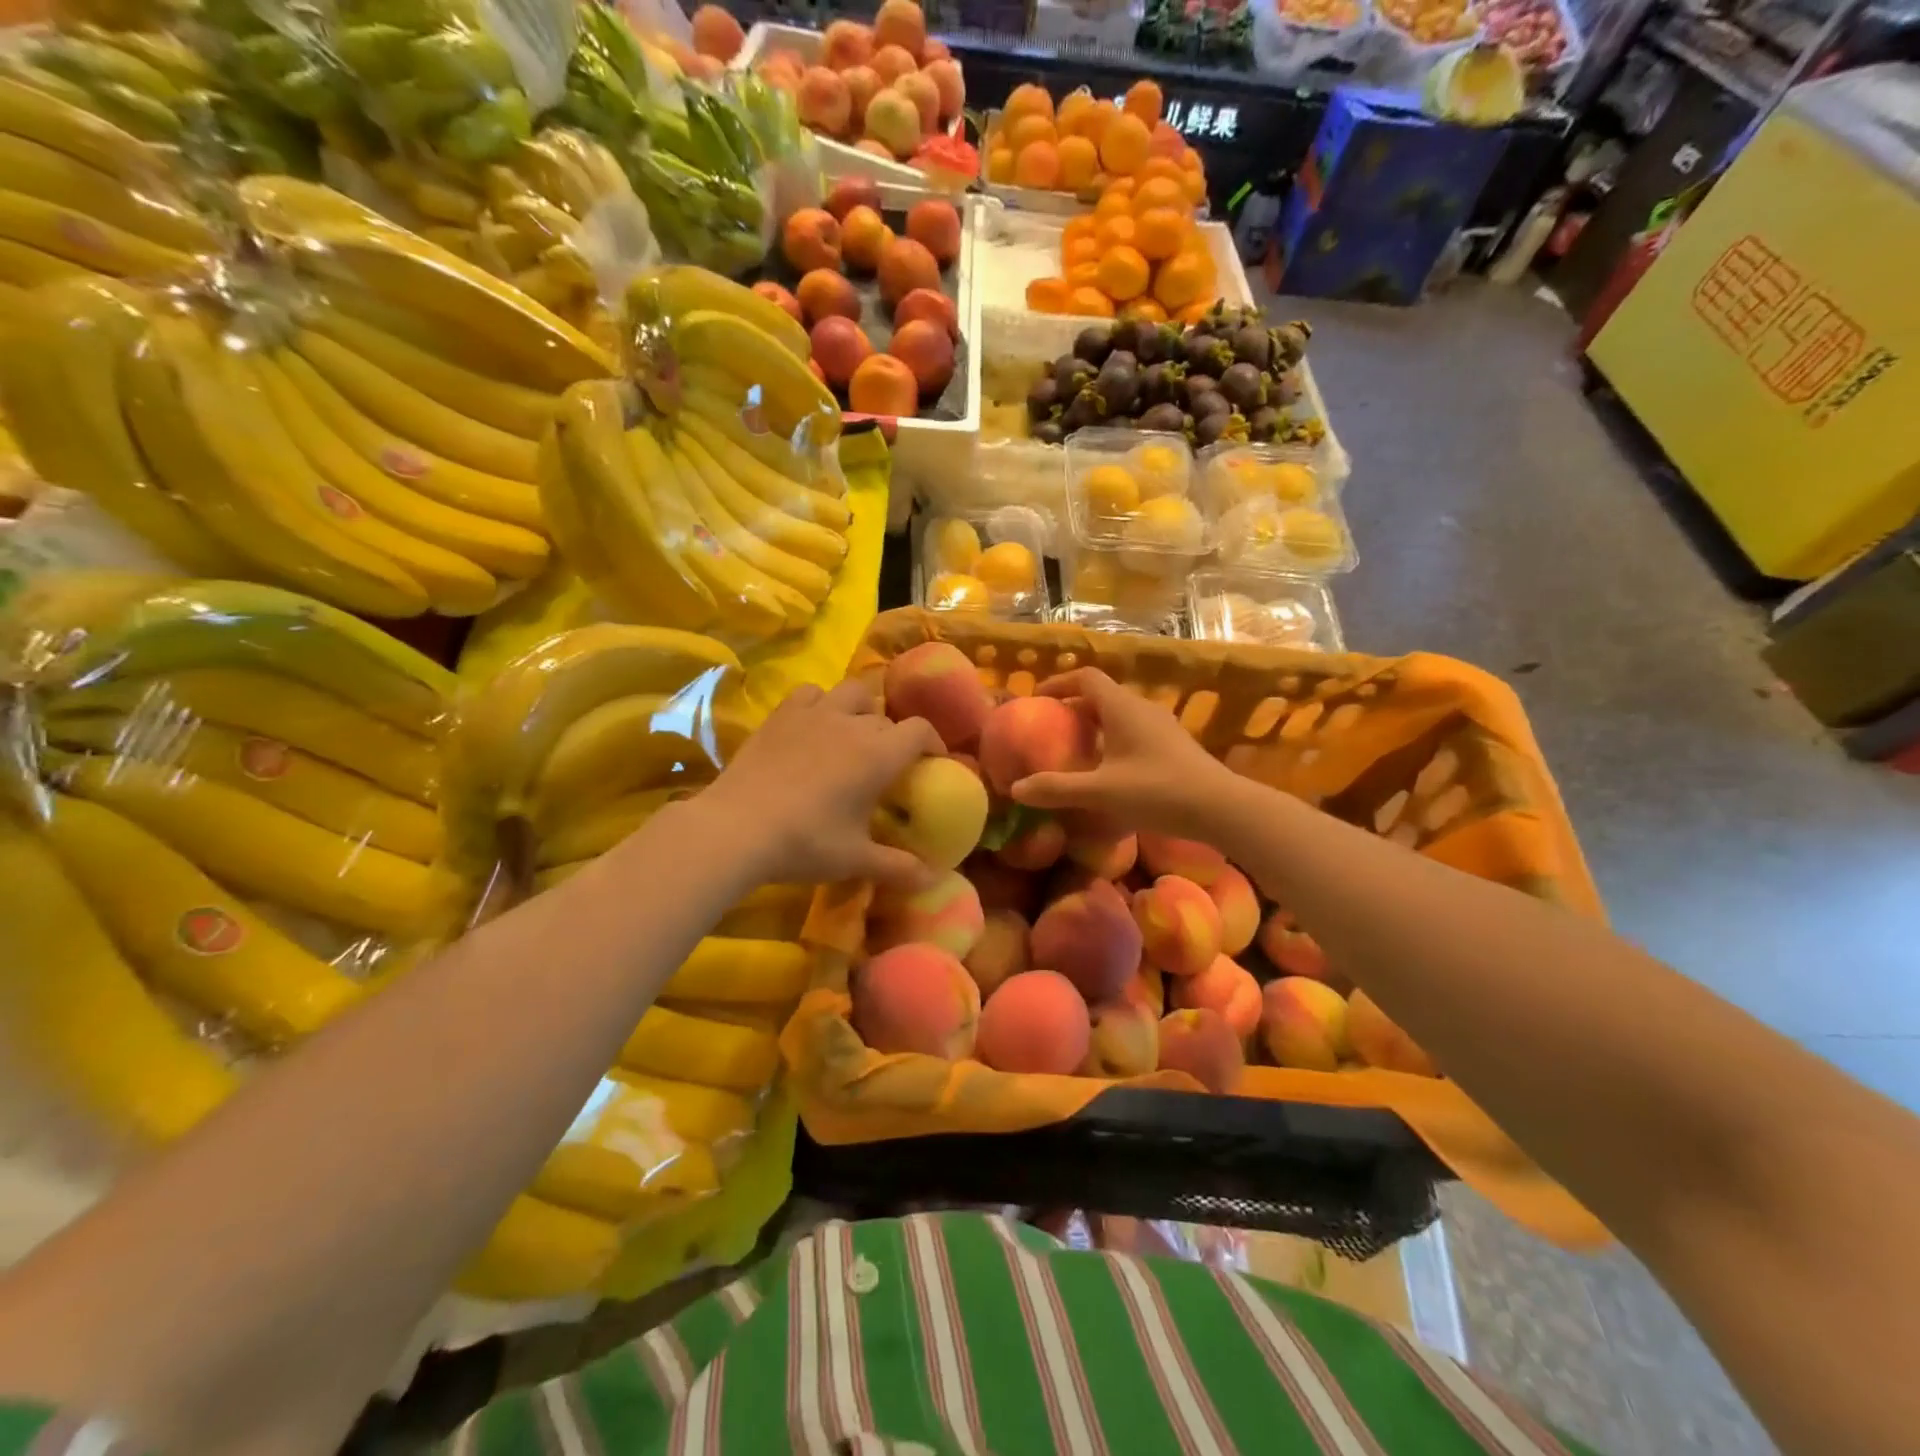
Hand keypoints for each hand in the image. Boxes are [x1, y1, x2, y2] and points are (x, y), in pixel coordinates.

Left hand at [697, 679, 942, 888]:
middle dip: (894, 736)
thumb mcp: (855, 860)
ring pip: (852, 693)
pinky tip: (814, 724)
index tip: (932, 761)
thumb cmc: (805, 843)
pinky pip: (811, 693)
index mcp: (879, 755)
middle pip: (885, 717)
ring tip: (853, 733)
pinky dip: (821, 702)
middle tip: (887, 764)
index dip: (933, 742)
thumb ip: (898, 866)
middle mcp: (852, 724)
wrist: (736, 828)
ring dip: (861, 709)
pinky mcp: (781, 715)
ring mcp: (814, 714)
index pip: (920, 730)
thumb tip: (933, 879)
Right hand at [1011, 668, 1233, 838]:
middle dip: (1073, 708)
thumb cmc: (1158, 791)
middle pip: (1101, 696)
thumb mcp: (1101, 792)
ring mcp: (1161, 727)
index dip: (1059, 683)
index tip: (1037, 699)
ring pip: (1119, 715)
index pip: (1086, 677)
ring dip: (1095, 726)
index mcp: (1122, 707)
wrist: (1221, 808)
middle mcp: (1142, 709)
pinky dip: (1113, 741)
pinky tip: (1108, 771)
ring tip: (1074, 751)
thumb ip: (1057, 789)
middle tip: (1049, 729)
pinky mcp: (1173, 746)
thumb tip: (1016, 789)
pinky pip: (1134, 732)